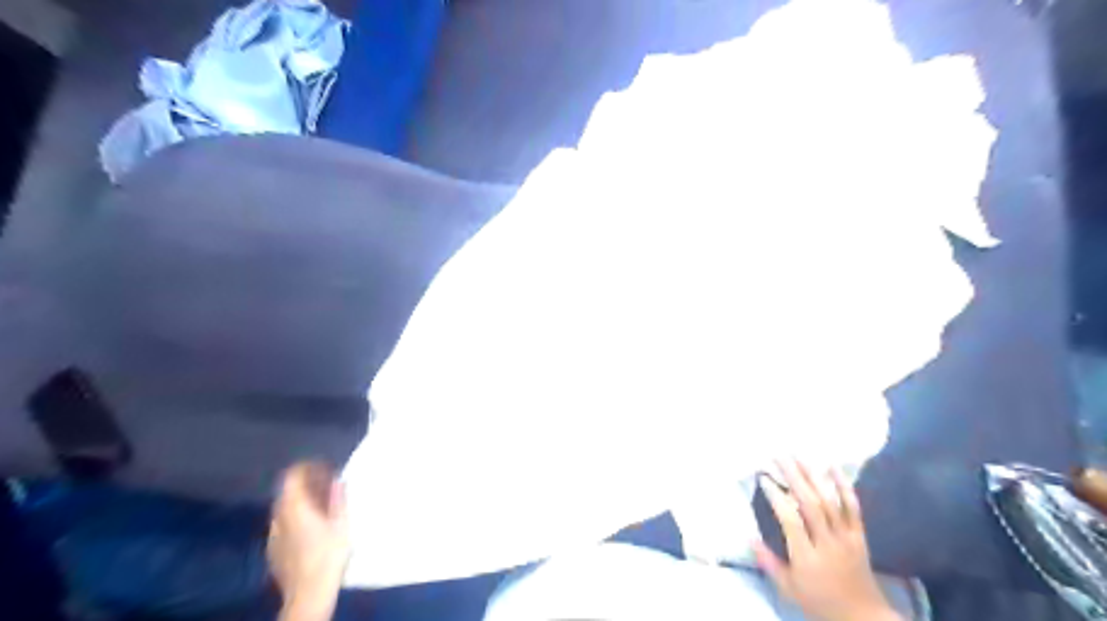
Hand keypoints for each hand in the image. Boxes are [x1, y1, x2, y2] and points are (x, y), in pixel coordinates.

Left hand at [269, 461, 347, 619]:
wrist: (309, 593)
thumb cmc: (329, 554)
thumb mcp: (342, 523)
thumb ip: (338, 498)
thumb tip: (337, 479)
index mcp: (294, 507)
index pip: (292, 476)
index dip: (308, 466)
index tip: (325, 466)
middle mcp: (278, 517)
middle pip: (288, 491)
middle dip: (306, 484)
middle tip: (327, 484)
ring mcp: (272, 535)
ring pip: (284, 508)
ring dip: (301, 501)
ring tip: (322, 505)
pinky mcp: (272, 550)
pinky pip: (282, 524)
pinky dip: (295, 518)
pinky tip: (311, 527)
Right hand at [754, 458, 897, 620]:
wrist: (863, 617)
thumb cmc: (819, 602)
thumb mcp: (788, 589)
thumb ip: (768, 562)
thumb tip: (748, 537)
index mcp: (807, 557)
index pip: (790, 520)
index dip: (776, 497)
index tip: (763, 478)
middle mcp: (827, 543)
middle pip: (810, 504)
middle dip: (793, 477)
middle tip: (778, 456)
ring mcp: (846, 537)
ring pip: (829, 501)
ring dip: (812, 476)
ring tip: (797, 455)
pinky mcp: (859, 535)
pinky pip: (853, 507)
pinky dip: (843, 486)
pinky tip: (832, 467)